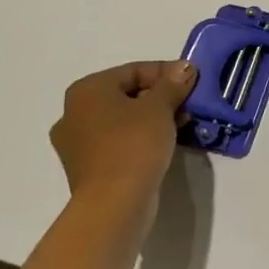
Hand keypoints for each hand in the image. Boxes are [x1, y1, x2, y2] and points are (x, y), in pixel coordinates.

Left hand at [50, 60, 198, 207]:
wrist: (115, 201)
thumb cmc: (134, 144)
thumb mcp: (160, 107)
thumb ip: (172, 84)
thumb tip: (184, 67)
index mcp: (87, 91)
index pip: (134, 70)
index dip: (168, 73)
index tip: (194, 81)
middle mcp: (74, 112)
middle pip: (127, 93)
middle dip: (162, 96)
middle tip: (190, 103)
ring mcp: (78, 142)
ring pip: (124, 118)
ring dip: (154, 117)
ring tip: (183, 124)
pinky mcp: (89, 165)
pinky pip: (119, 140)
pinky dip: (142, 137)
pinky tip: (166, 142)